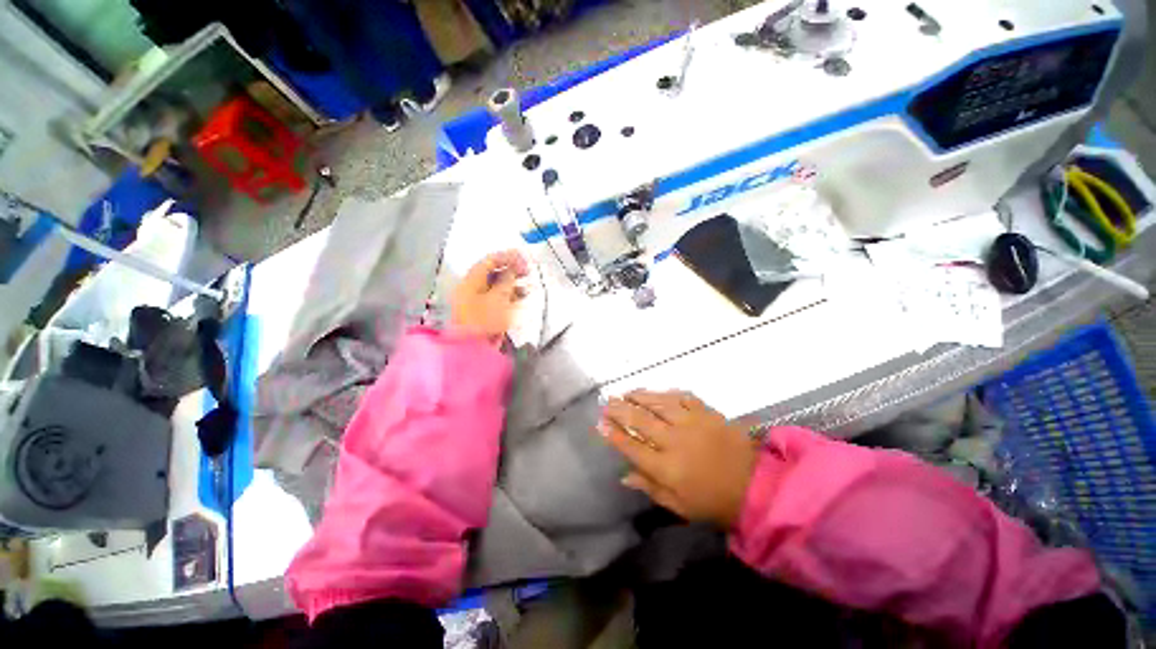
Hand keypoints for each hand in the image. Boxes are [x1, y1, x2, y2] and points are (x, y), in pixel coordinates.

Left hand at [450, 250, 529, 344]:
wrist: (474, 349)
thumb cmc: (485, 320)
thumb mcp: (499, 298)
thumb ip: (507, 280)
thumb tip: (512, 269)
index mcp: (471, 281)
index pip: (489, 261)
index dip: (507, 257)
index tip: (523, 258)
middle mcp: (472, 288)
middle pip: (493, 273)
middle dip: (511, 270)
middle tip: (527, 271)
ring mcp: (478, 300)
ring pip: (497, 286)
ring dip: (512, 283)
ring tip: (527, 286)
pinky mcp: (484, 312)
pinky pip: (498, 298)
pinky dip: (510, 295)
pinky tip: (521, 296)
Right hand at [598, 390, 758, 528]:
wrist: (757, 487)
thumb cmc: (714, 502)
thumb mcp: (679, 506)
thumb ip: (650, 487)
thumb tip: (624, 474)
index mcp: (667, 468)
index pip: (632, 446)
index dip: (613, 434)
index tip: (600, 423)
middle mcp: (674, 441)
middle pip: (640, 420)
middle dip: (620, 409)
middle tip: (607, 402)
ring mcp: (692, 423)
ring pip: (658, 403)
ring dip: (639, 396)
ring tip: (626, 393)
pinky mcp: (707, 413)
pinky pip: (682, 397)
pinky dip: (667, 393)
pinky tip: (657, 393)